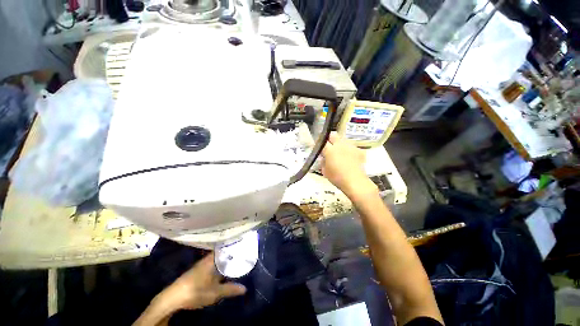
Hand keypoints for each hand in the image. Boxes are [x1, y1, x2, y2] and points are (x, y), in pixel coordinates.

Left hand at [134, 253, 245, 325]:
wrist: (172, 298)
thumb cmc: (195, 291)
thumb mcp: (215, 292)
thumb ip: (230, 289)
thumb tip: (245, 288)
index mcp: (212, 259)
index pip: (226, 247)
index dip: (235, 245)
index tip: (245, 244)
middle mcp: (207, 259)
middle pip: (223, 253)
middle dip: (232, 253)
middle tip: (244, 253)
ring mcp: (201, 264)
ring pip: (217, 259)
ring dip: (226, 260)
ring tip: (237, 260)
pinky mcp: (198, 271)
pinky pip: (213, 264)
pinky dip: (220, 265)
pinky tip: (223, 270)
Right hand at [321, 132, 376, 197]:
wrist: (355, 181)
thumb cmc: (337, 178)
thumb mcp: (325, 171)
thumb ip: (323, 162)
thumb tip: (324, 157)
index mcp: (329, 150)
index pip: (322, 142)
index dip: (320, 144)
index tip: (319, 147)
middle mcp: (339, 145)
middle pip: (333, 135)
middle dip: (330, 139)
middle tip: (330, 146)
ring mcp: (350, 146)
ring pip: (343, 140)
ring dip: (340, 144)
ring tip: (341, 152)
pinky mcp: (359, 150)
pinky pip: (352, 147)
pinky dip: (349, 150)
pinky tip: (350, 158)